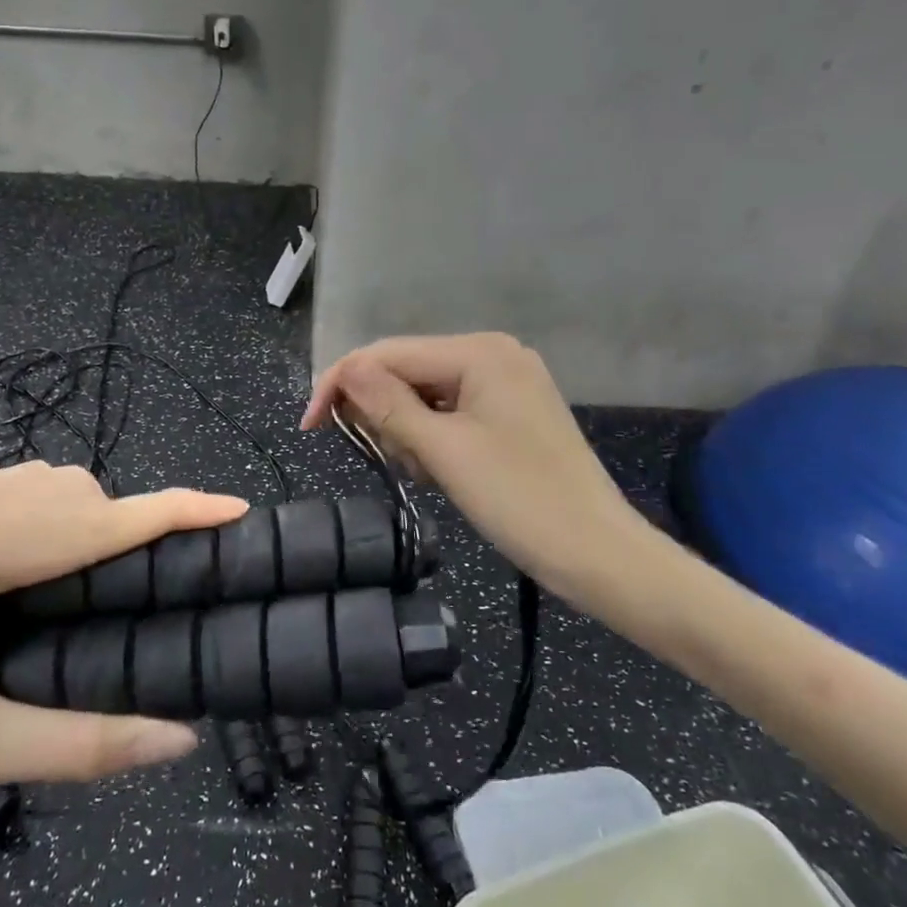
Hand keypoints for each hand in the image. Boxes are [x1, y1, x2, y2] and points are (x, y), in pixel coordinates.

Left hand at [0, 463, 245, 864]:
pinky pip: (3, 492)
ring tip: (100, 585)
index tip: (233, 506)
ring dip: (83, 521)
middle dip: (124, 526)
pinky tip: (42, 569)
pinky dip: (43, 519)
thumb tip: (182, 740)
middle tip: (154, 586)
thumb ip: (88, 743)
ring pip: (37, 483)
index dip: (169, 513)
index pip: (88, 520)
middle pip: (67, 491)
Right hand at [302, 334, 651, 603]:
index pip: (388, 353)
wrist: (598, 554)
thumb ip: (388, 405)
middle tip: (389, 462)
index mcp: (479, 352)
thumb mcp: (444, 451)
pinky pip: (450, 412)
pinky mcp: (511, 412)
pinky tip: (440, 471)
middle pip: (406, 371)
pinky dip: (433, 439)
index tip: (309, 427)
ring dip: (408, 432)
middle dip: (384, 414)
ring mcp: (505, 382)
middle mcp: (492, 354)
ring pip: (425, 395)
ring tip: (425, 474)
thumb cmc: (520, 500)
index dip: (341, 384)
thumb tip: (346, 369)